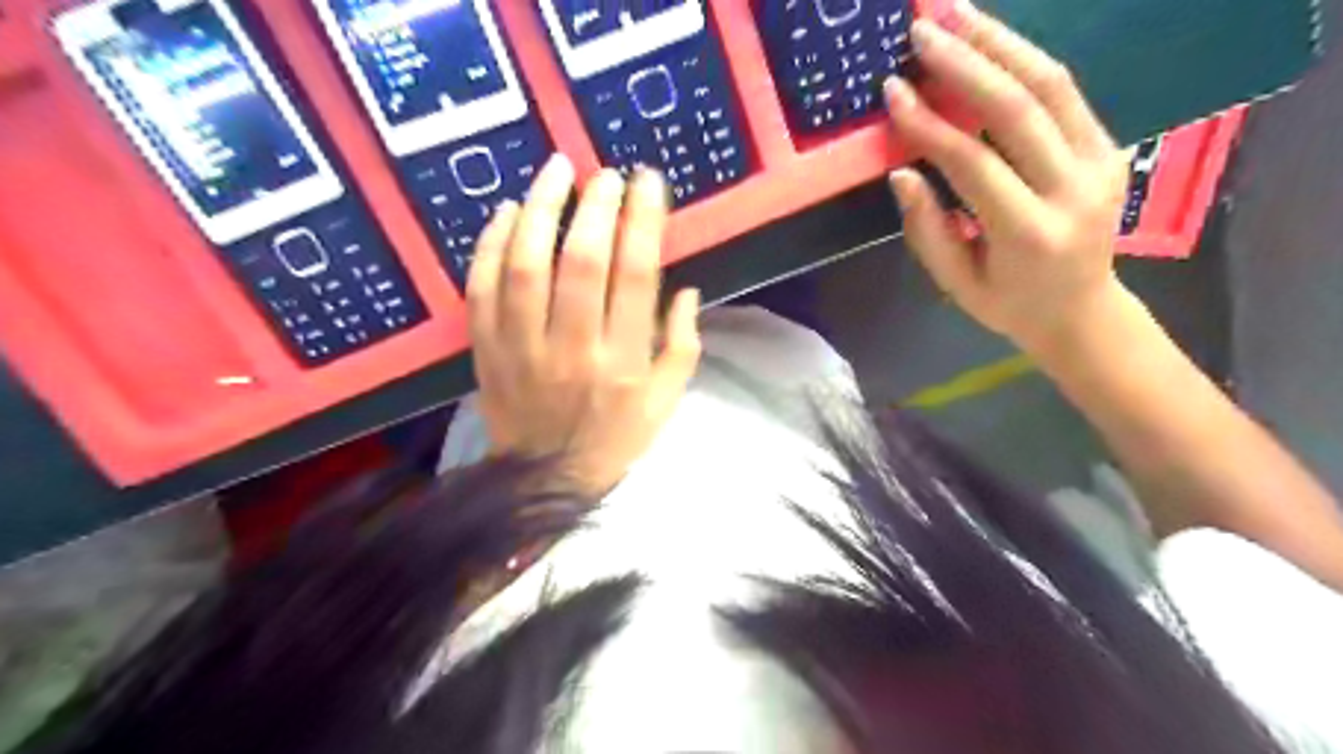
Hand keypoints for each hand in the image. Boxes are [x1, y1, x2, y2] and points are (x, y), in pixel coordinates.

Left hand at [468, 155, 702, 497]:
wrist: (546, 480)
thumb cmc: (615, 439)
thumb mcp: (666, 402)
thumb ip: (683, 345)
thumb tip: (688, 289)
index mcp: (623, 360)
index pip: (635, 275)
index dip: (642, 220)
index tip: (646, 181)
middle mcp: (573, 347)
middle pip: (580, 261)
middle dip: (595, 205)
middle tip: (604, 174)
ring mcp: (522, 347)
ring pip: (525, 266)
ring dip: (541, 210)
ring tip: (556, 171)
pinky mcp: (486, 349)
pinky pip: (481, 288)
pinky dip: (490, 245)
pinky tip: (507, 212)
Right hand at [891, 4, 1125, 356]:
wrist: (1083, 311)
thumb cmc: (1009, 305)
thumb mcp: (956, 284)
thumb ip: (927, 229)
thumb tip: (902, 172)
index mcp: (1028, 232)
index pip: (972, 162)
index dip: (928, 123)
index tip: (893, 90)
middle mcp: (1072, 189)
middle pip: (1017, 108)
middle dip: (965, 62)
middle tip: (922, 28)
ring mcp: (1100, 161)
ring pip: (1050, 84)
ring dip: (1000, 41)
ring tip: (956, 11)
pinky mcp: (1109, 145)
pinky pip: (1064, 92)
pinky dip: (1024, 59)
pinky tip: (990, 41)